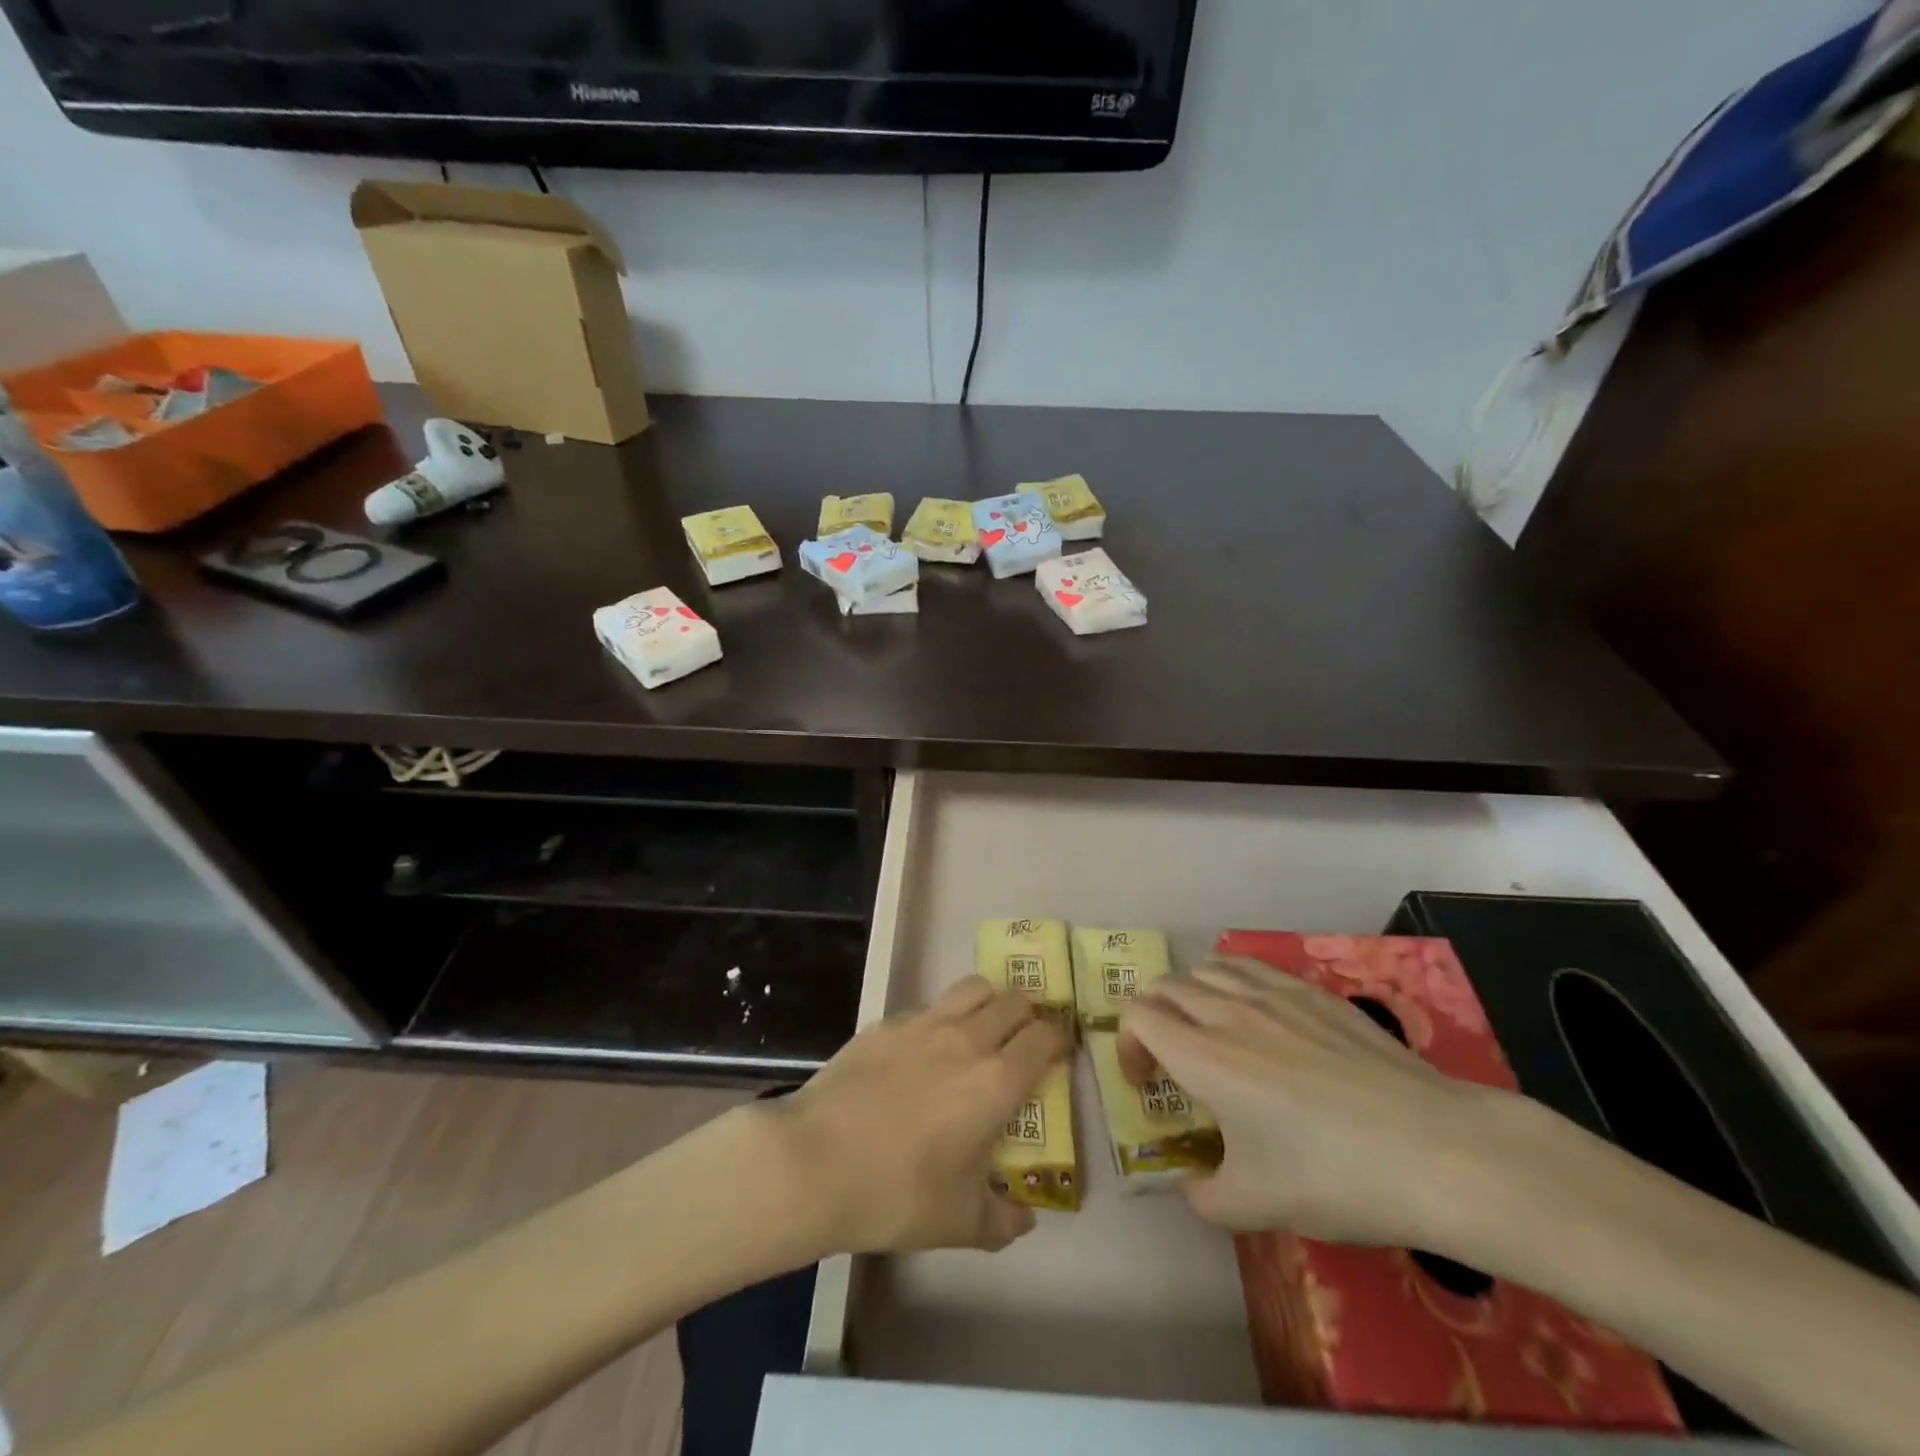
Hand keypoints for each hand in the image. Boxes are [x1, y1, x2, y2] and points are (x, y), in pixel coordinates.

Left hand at [766, 977, 1065, 1255]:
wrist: (815, 1161)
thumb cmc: (897, 1194)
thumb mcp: (960, 1223)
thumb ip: (1003, 1219)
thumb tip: (1025, 1217)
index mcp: (996, 1082)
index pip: (1043, 1038)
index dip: (1057, 1040)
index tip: (1057, 1053)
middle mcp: (967, 1040)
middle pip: (1013, 1002)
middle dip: (1026, 1015)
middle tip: (1021, 1040)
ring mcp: (923, 1024)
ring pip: (971, 988)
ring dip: (988, 1001)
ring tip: (981, 1028)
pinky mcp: (885, 1023)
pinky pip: (926, 1007)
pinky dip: (939, 1019)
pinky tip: (922, 1050)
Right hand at [1118, 955, 1512, 1246]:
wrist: (1434, 1149)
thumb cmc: (1335, 1177)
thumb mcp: (1256, 1207)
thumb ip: (1203, 1196)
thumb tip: (1191, 1184)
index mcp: (1202, 1057)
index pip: (1137, 1016)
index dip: (1127, 1045)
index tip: (1146, 1083)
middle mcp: (1226, 1011)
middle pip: (1165, 986)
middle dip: (1152, 1017)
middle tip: (1171, 1059)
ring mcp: (1271, 993)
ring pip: (1206, 967)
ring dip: (1191, 994)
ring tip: (1210, 1031)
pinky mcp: (1311, 990)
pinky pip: (1250, 966)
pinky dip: (1232, 981)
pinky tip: (1257, 1015)